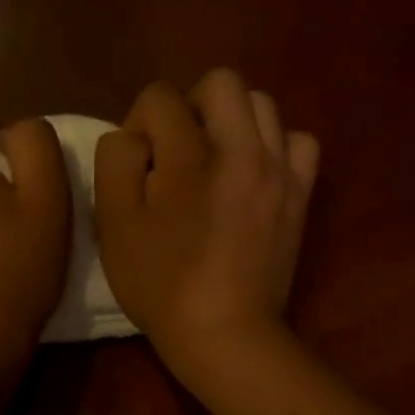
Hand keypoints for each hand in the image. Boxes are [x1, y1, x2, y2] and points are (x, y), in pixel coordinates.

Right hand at [94, 68, 317, 381]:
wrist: (225, 332)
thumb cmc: (160, 282)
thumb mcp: (113, 224)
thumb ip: (116, 161)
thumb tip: (134, 136)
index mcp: (189, 156)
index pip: (160, 97)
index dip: (139, 122)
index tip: (139, 164)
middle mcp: (242, 149)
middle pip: (222, 82)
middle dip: (190, 105)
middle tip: (177, 149)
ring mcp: (280, 170)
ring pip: (263, 104)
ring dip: (232, 120)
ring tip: (215, 158)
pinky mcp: (301, 194)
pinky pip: (299, 141)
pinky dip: (275, 145)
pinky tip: (254, 172)